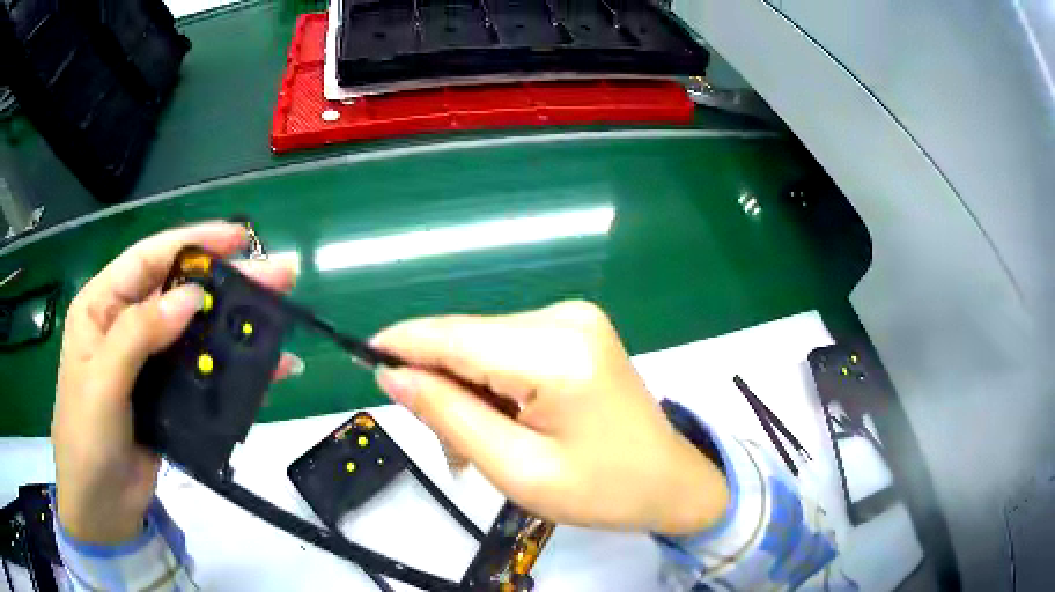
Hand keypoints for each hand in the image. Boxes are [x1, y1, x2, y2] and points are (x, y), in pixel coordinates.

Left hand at [52, 222, 300, 543]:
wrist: (101, 508)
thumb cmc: (86, 438)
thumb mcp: (103, 380)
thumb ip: (139, 333)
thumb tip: (190, 297)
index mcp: (103, 307)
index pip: (149, 259)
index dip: (193, 243)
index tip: (238, 238)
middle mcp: (127, 327)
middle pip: (181, 293)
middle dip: (228, 282)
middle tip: (279, 275)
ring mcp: (151, 365)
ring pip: (197, 334)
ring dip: (237, 328)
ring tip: (281, 321)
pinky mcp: (170, 399)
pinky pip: (205, 375)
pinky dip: (236, 372)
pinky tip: (268, 371)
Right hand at [371, 301, 728, 534]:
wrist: (669, 481)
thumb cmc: (602, 490)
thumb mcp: (517, 469)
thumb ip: (449, 416)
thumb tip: (391, 374)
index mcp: (557, 354)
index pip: (454, 336)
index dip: (402, 345)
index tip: (362, 361)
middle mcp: (564, 317)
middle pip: (467, 339)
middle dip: (441, 387)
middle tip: (448, 449)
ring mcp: (572, 318)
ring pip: (483, 345)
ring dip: (467, 392)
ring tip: (481, 448)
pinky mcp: (574, 329)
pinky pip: (507, 348)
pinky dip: (492, 385)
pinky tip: (504, 423)